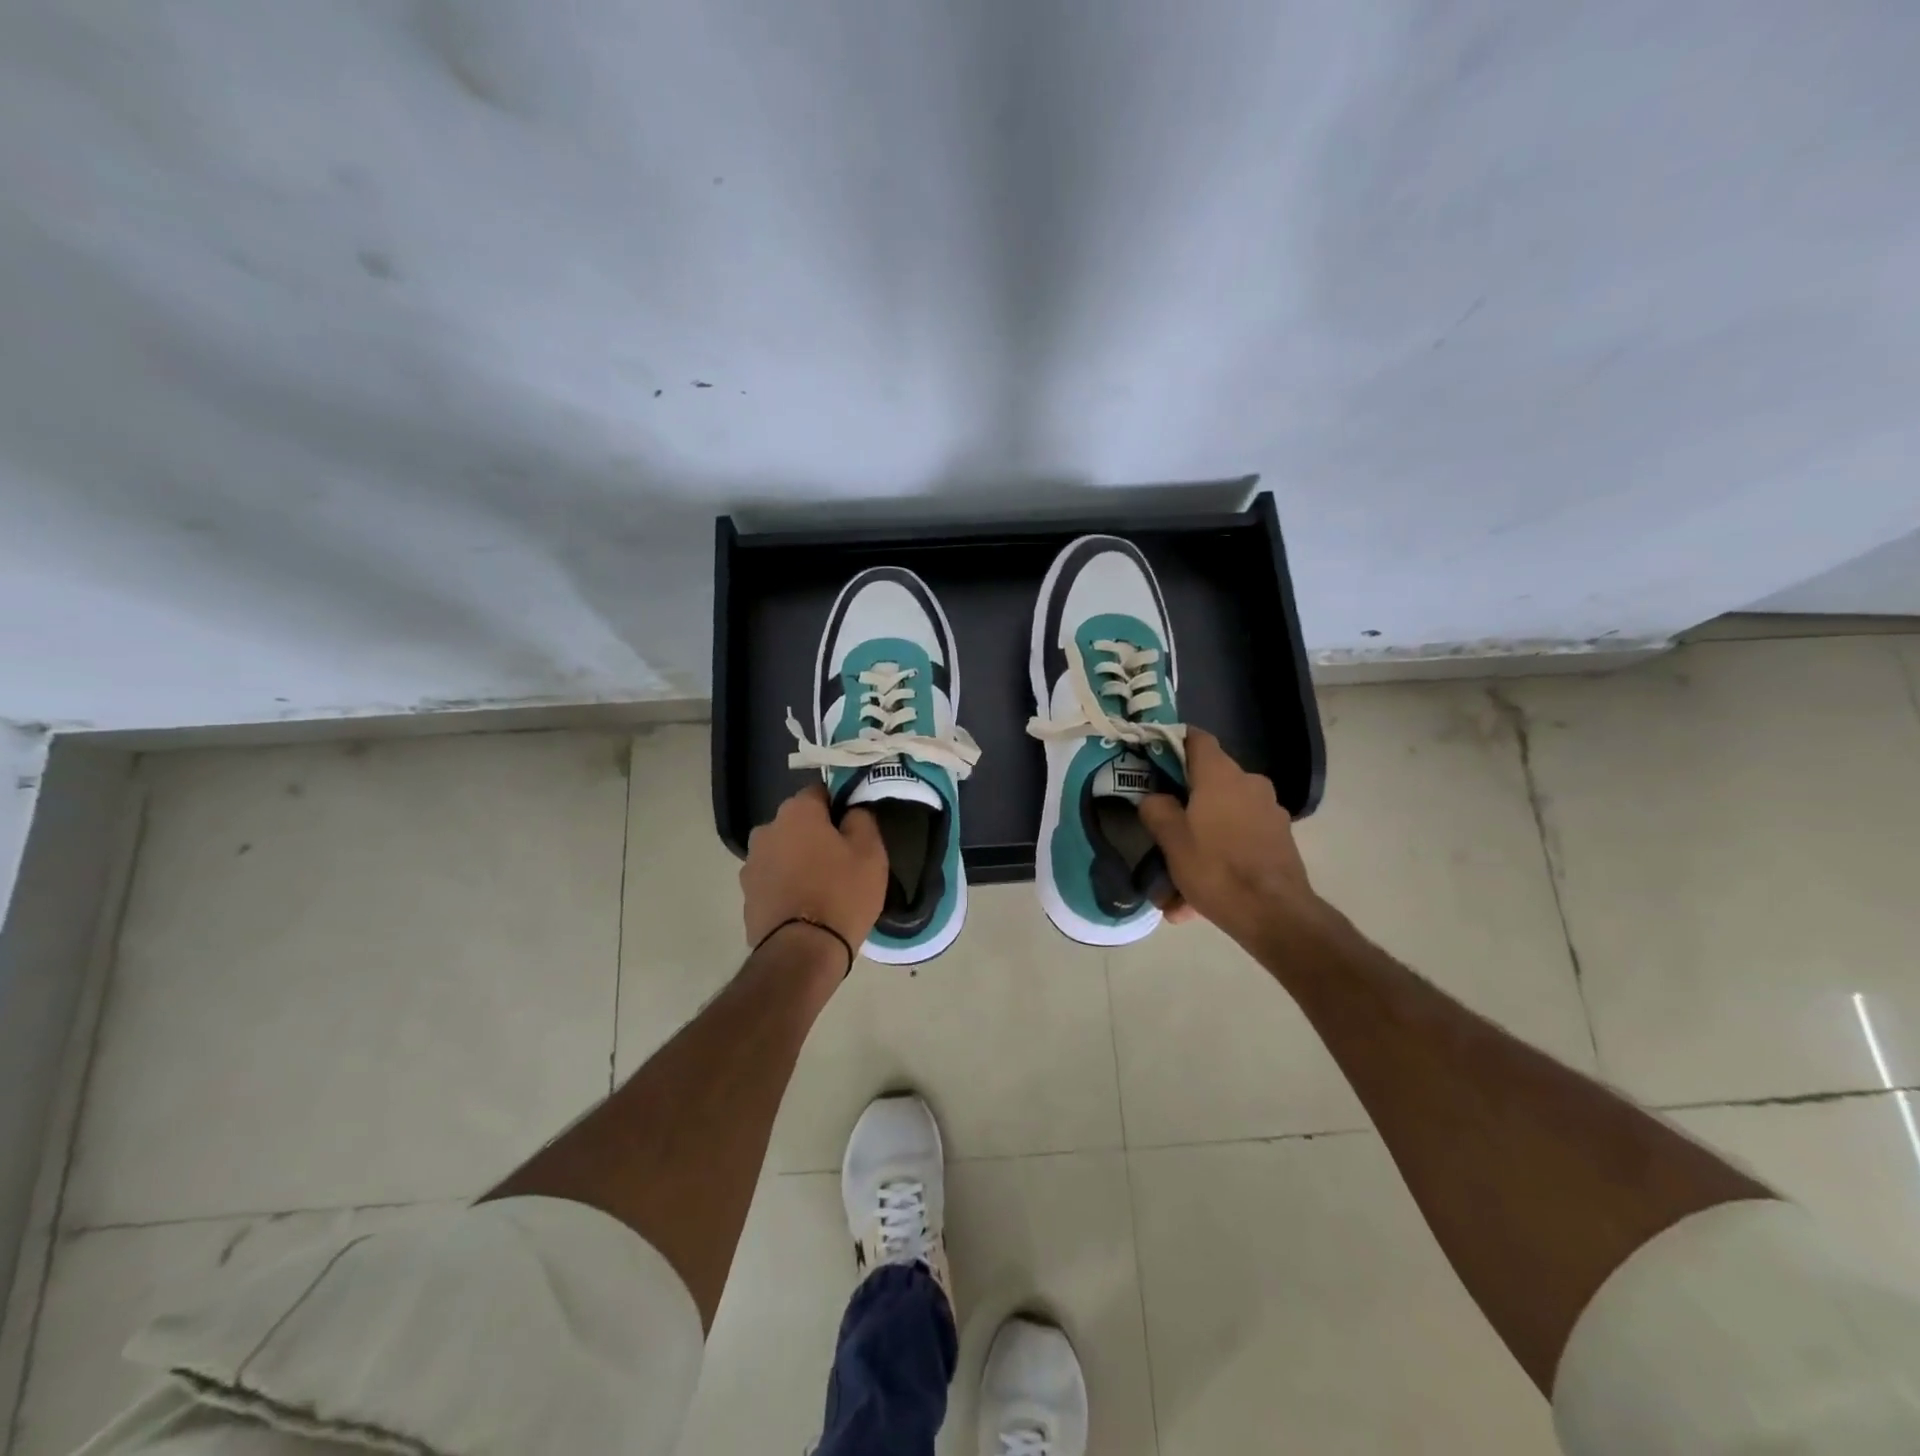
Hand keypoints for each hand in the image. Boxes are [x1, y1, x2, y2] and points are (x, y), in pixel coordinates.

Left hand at [741, 784, 887, 958]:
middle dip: (816, 835)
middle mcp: (766, 830)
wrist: (801, 953)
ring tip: (822, 888)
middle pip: (798, 823)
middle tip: (842, 860)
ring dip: (798, 861)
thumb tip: (850, 812)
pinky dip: (787, 886)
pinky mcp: (746, 896)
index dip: (839, 806)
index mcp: (796, 812)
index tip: (854, 828)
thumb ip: (861, 820)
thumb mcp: (870, 852)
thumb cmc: (841, 893)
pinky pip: (773, 880)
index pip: (820, 792)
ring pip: (783, 852)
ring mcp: (751, 864)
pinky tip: (805, 907)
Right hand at [1139, 729, 1325, 951]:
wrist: (1276, 915)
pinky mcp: (1279, 840)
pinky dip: (1217, 860)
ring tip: (1173, 887)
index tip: (1153, 760)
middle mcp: (1249, 784)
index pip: (1197, 738)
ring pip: (1221, 819)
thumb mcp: (1171, 840)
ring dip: (1198, 843)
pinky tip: (1195, 901)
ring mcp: (1269, 812)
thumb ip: (1157, 809)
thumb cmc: (1217, 868)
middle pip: (1207, 783)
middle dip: (1183, 808)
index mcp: (1221, 775)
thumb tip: (1155, 798)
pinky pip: (1237, 841)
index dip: (1173, 743)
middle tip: (1161, 832)